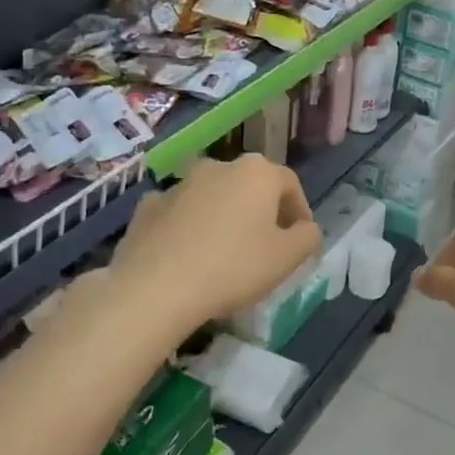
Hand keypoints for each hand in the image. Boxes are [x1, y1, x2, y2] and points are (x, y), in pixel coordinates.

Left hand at [111, 155, 321, 331]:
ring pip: (213, 197)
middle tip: (266, 246)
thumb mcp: (287, 258)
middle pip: (250, 187)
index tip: (300, 239)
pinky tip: (188, 255)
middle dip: (261, 212)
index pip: (290, 184)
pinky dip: (189, 226)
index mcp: (256, 173)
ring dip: (224, 217)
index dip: (300, 211)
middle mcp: (218, 166)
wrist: (156, 287)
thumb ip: (307, 237)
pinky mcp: (147, 206)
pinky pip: (179, 213)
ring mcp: (178, 184)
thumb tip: (305, 228)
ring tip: (225, 253)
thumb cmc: (233, 268)